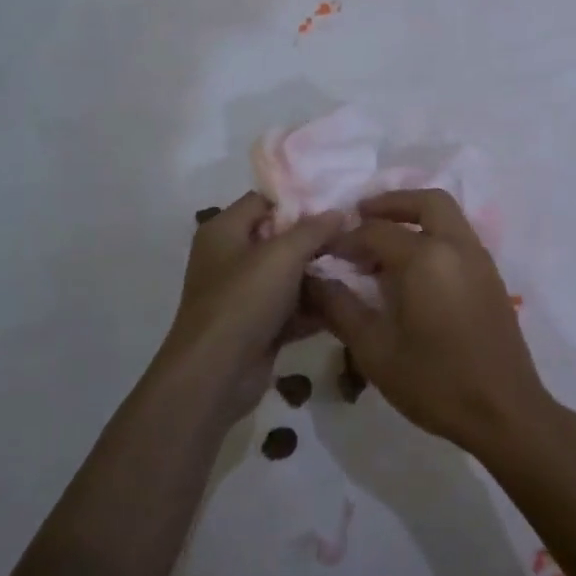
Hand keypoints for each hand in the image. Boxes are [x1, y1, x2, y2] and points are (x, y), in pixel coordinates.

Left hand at [157, 192, 344, 425]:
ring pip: (290, 275)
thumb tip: (339, 212)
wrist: (215, 375)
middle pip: (281, 238)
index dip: (300, 200)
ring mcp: (244, 294)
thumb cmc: (243, 302)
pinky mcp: (259, 326)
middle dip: (317, 239)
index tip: (338, 203)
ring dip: (321, 274)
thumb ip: (313, 229)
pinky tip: (350, 301)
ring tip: (360, 266)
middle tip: (356, 235)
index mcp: (225, 230)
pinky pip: (292, 307)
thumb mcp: (282, 255)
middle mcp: (231, 258)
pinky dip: (315, 306)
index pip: (265, 200)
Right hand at [307, 189, 557, 455]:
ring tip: (383, 244)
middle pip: (426, 201)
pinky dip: (434, 235)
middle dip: (391, 203)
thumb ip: (340, 308)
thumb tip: (311, 280)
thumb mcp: (374, 350)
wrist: (504, 411)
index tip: (325, 252)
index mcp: (426, 258)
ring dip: (415, 217)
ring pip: (448, 216)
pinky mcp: (491, 277)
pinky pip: (459, 238)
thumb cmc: (435, 382)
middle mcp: (457, 246)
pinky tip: (413, 269)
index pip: (377, 231)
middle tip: (360, 217)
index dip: (346, 238)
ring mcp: (480, 260)